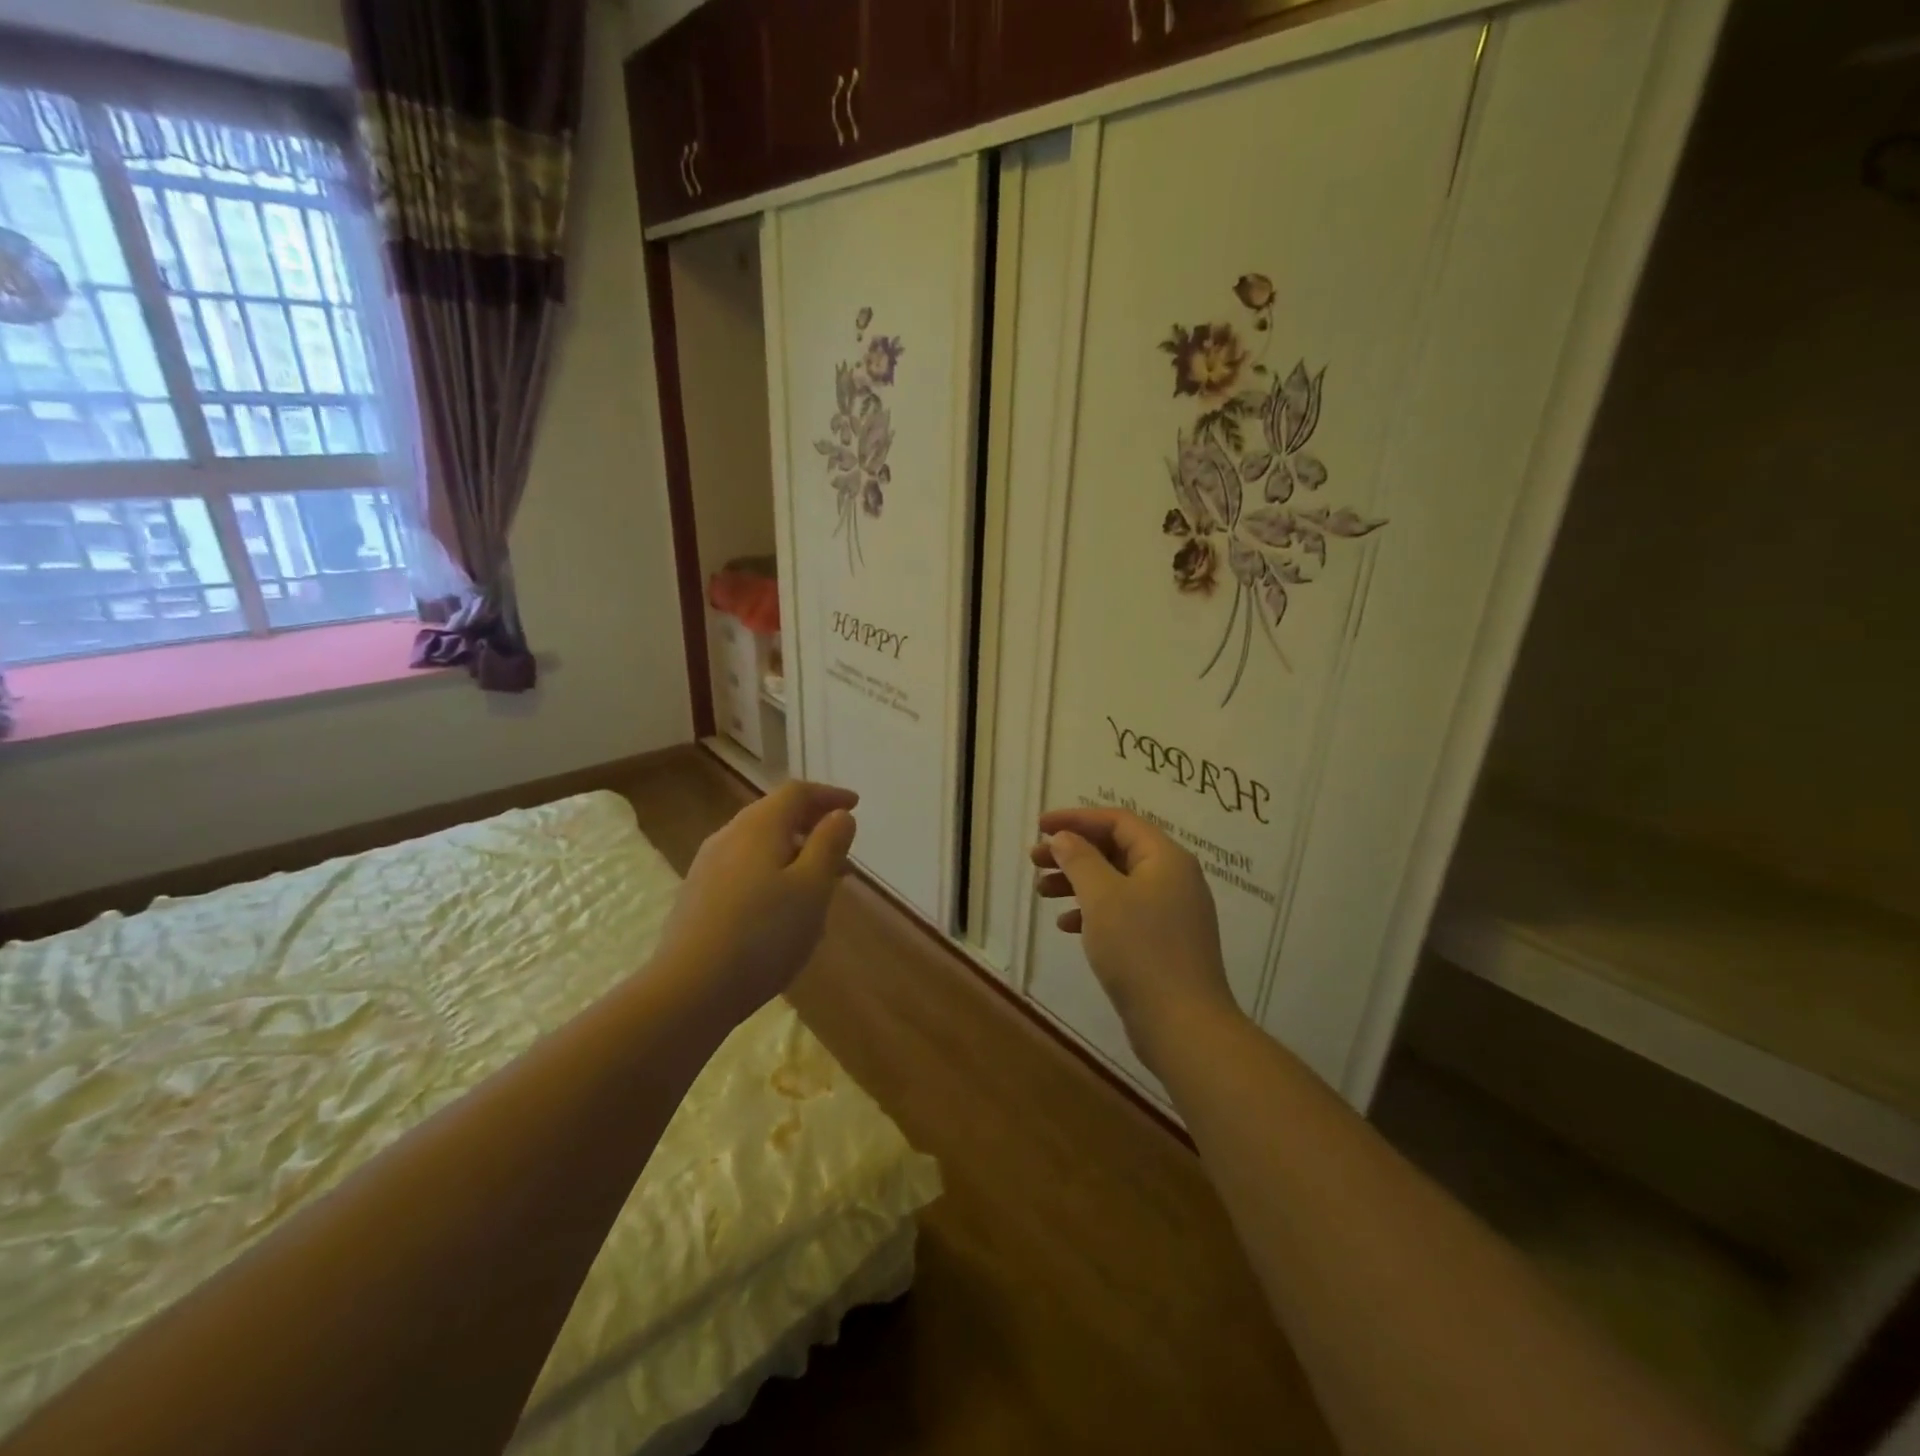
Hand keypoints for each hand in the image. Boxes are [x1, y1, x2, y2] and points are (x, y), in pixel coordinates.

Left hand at [655, 780, 858, 1018]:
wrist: (689, 989)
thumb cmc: (763, 934)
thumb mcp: (812, 888)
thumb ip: (829, 845)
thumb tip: (839, 814)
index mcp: (759, 826)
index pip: (797, 793)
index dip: (828, 795)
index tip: (854, 805)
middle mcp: (729, 836)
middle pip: (774, 814)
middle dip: (811, 823)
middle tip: (842, 844)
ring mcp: (708, 866)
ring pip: (759, 843)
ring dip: (793, 850)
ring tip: (819, 879)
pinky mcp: (698, 896)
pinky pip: (744, 867)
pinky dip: (772, 869)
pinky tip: (782, 904)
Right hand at [1032, 807, 1241, 1066]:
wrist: (1182, 1024)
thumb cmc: (1140, 950)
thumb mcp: (1102, 897)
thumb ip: (1080, 860)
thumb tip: (1065, 838)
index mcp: (1165, 858)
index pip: (1118, 821)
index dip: (1077, 819)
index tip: (1041, 827)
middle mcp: (1173, 878)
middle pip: (1116, 850)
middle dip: (1073, 852)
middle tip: (1035, 861)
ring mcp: (1171, 912)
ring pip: (1116, 882)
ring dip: (1078, 882)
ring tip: (1042, 892)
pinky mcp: (1163, 941)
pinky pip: (1123, 912)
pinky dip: (1093, 911)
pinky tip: (1066, 925)